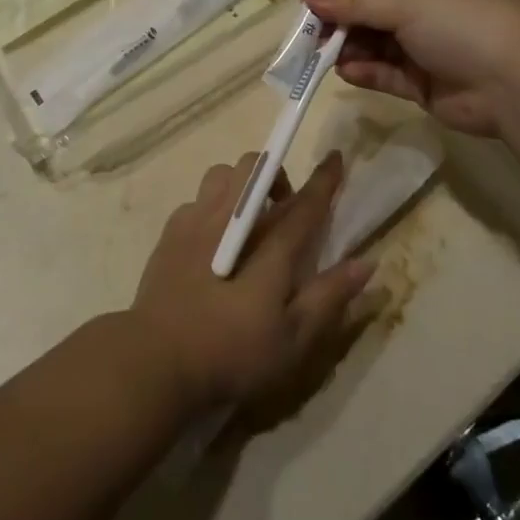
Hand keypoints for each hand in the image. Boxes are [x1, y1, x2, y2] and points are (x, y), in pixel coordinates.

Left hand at [129, 152, 373, 411]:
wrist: (153, 361)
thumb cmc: (230, 353)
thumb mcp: (291, 340)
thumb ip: (329, 297)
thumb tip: (366, 263)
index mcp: (268, 246)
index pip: (304, 202)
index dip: (324, 180)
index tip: (336, 157)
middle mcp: (231, 220)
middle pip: (256, 169)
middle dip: (276, 176)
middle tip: (283, 211)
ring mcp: (194, 221)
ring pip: (222, 174)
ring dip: (242, 184)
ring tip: (248, 221)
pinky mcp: (169, 233)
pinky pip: (197, 199)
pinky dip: (213, 206)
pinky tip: (214, 241)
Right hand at [302, 0, 519, 138]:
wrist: (519, 85)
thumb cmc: (464, 26)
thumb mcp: (408, 4)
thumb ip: (355, 1)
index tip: (311, 7)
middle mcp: (427, 9)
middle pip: (371, 13)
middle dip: (342, 24)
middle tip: (310, 38)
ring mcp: (426, 47)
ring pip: (375, 45)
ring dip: (350, 49)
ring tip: (323, 57)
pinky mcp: (424, 83)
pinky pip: (386, 73)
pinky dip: (365, 72)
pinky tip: (346, 72)